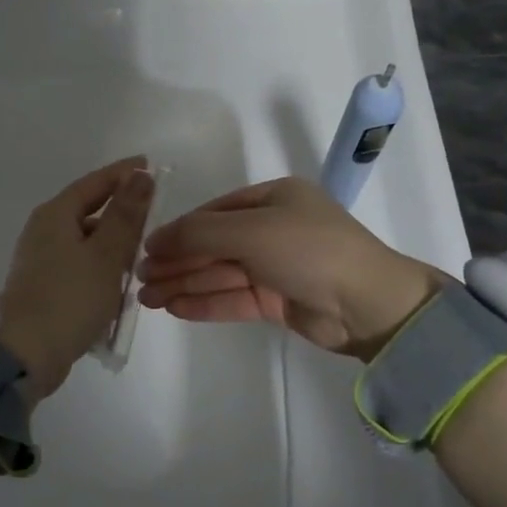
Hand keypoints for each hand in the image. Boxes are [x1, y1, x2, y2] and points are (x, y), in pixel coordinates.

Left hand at [0, 157, 155, 401]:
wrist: (26, 354)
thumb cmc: (70, 298)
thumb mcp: (106, 254)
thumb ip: (125, 214)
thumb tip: (139, 176)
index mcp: (54, 215)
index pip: (94, 183)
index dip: (122, 173)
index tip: (148, 165)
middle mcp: (43, 231)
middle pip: (89, 211)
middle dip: (121, 213)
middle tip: (154, 215)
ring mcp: (41, 260)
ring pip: (86, 242)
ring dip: (114, 246)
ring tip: (143, 256)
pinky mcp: (44, 286)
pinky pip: (80, 266)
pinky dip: (101, 269)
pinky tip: (120, 285)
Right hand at [137, 177, 441, 360]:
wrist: (367, 303)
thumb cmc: (308, 249)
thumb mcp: (250, 230)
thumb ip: (199, 234)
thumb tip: (155, 238)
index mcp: (272, 199)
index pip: (213, 213)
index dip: (178, 231)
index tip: (145, 249)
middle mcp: (273, 228)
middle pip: (213, 245)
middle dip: (176, 261)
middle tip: (139, 279)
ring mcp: (276, 265)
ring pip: (220, 273)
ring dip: (184, 284)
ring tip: (147, 298)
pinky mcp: (278, 300)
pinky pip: (233, 297)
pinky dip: (205, 302)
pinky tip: (175, 307)